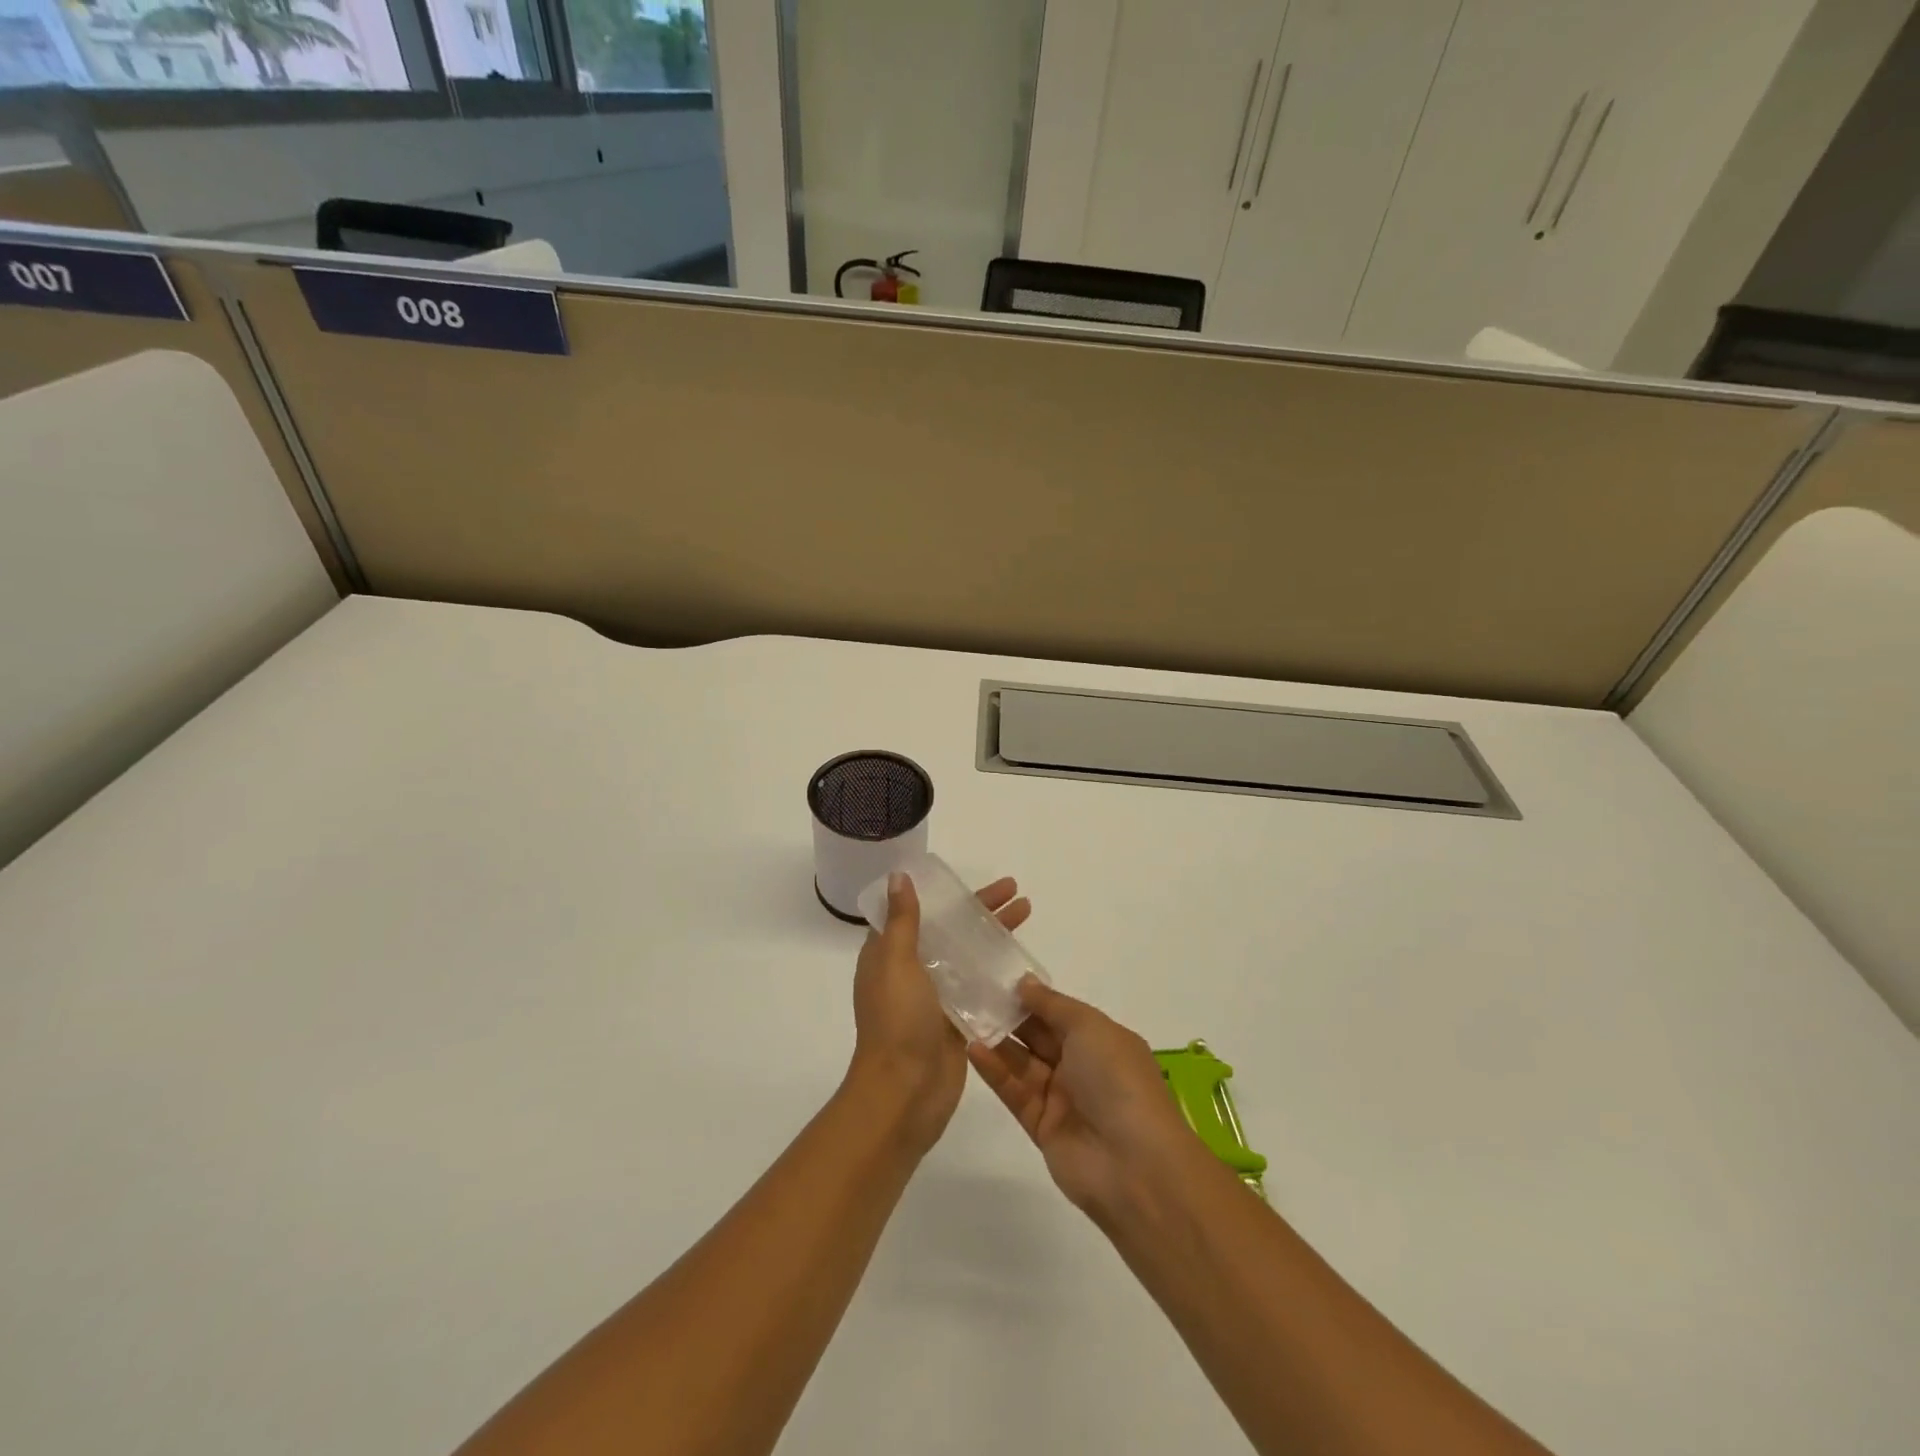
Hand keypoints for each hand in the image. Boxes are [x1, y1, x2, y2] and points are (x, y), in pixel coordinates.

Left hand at [850, 871, 1030, 1151]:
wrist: (905, 1092)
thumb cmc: (897, 1021)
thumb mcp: (896, 963)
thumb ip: (902, 921)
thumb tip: (897, 876)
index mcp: (889, 954)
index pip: (919, 912)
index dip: (945, 894)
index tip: (971, 880)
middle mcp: (911, 971)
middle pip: (950, 930)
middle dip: (981, 910)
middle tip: (1014, 891)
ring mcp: (935, 997)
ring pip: (968, 955)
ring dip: (993, 935)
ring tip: (1026, 913)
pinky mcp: (956, 1019)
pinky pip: (979, 986)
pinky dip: (998, 971)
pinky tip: (1024, 961)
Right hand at [968, 979, 1199, 1222]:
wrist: (1133, 1165)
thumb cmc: (1117, 1080)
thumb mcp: (1090, 1028)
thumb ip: (1052, 1005)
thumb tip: (1024, 982)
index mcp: (1102, 1040)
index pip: (1061, 1013)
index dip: (1032, 997)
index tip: (997, 979)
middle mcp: (1082, 1066)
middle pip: (1039, 1036)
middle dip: (1009, 1016)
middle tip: (972, 994)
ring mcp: (1061, 1098)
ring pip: (1022, 1063)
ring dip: (997, 1042)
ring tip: (965, 1018)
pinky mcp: (1041, 1127)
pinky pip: (1014, 1092)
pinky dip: (995, 1071)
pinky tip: (973, 1049)